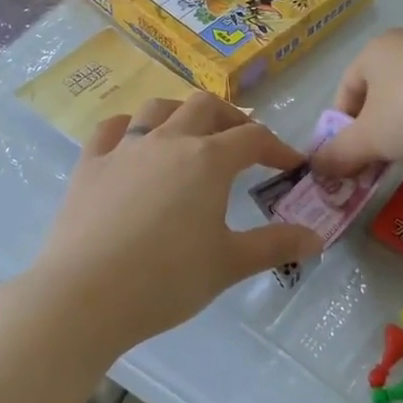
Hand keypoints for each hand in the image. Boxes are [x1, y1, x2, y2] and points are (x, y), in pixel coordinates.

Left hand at [26, 93, 323, 356]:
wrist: (85, 295)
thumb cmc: (166, 279)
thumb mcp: (228, 264)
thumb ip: (275, 245)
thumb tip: (316, 237)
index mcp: (207, 160)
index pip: (253, 138)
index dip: (277, 147)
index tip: (291, 165)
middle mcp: (168, 140)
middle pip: (205, 107)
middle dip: (231, 118)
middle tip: (242, 142)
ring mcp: (125, 148)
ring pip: (158, 108)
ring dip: (181, 113)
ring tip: (191, 133)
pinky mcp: (90, 164)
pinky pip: (111, 129)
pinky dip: (128, 127)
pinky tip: (133, 141)